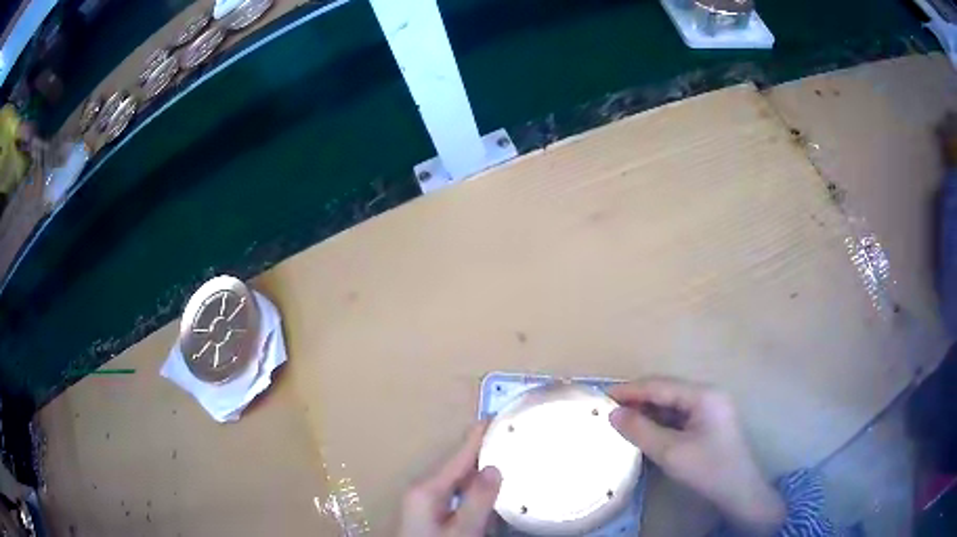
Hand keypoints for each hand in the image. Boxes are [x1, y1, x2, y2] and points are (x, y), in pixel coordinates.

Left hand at [397, 422, 501, 536]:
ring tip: (498, 456)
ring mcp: (421, 503)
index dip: (476, 438)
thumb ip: (477, 501)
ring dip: (474, 469)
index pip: (456, 458)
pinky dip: (469, 486)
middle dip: (478, 451)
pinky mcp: (426, 515)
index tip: (492, 416)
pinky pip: (452, 492)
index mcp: (425, 489)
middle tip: (503, 435)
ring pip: (454, 480)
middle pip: (454, 467)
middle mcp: (420, 491)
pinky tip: (482, 490)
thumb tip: (494, 468)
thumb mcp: (461, 530)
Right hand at [609, 378, 784, 536]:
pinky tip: (644, 429)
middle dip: (638, 399)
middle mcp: (708, 394)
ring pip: (672, 404)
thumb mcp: (670, 452)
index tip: (602, 396)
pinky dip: (659, 421)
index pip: (660, 385)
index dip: (631, 390)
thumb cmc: (707, 468)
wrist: (738, 491)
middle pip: (667, 391)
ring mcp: (710, 408)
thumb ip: (641, 430)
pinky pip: (679, 416)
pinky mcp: (708, 423)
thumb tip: (612, 414)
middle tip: (608, 409)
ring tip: (621, 419)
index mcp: (703, 395)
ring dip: (648, 411)